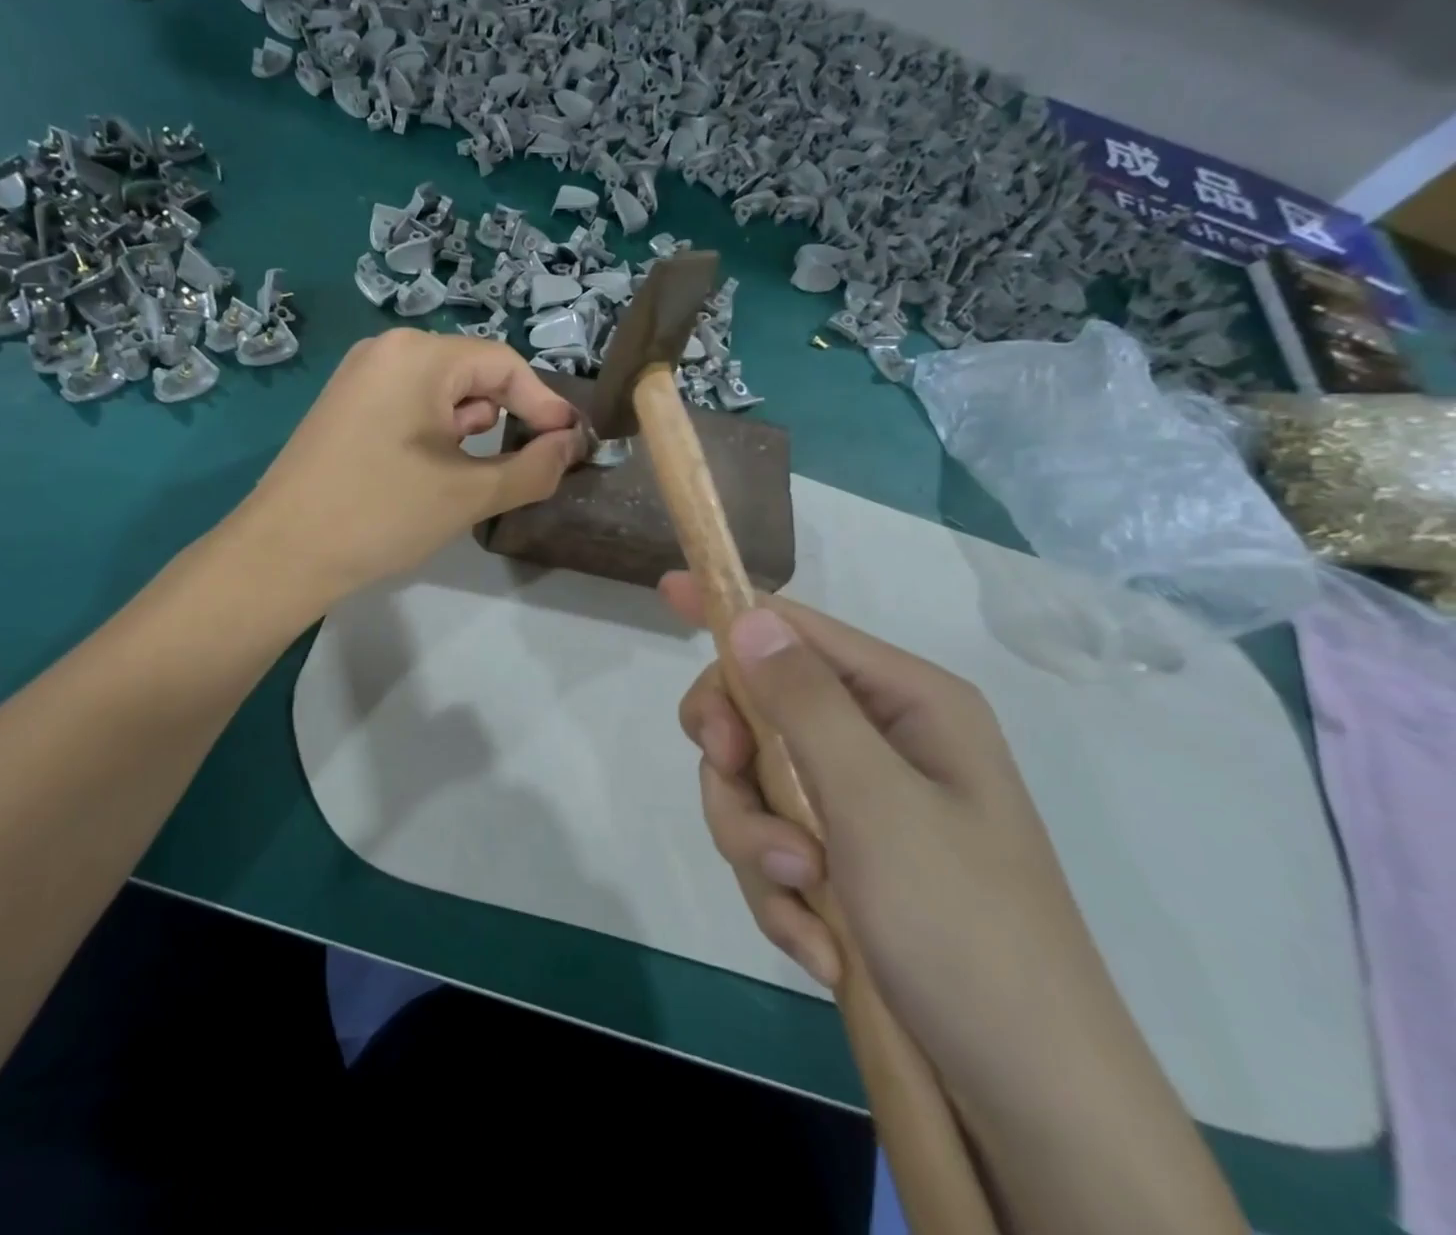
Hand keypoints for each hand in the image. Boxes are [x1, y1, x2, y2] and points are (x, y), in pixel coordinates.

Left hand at [238, 330, 584, 607]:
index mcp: (419, 355)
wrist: (282, 554)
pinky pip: (409, 406)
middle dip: (507, 418)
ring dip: (470, 429)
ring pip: (441, 393)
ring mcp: (360, 377)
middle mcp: (387, 350)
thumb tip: (572, 446)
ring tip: (469, 477)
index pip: (505, 366)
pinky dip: (435, 434)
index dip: (545, 405)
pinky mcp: (345, 406)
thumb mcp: (469, 494)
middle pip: (473, 374)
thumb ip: (533, 467)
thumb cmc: (381, 513)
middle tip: (523, 466)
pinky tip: (430, 475)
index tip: (571, 446)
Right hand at [659, 573, 1147, 1117]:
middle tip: (731, 782)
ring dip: (756, 842)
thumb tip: (748, 619)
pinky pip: (772, 846)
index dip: (731, 613)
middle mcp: (881, 740)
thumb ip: (805, 704)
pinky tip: (815, 942)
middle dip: (737, 760)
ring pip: (754, 785)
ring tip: (799, 899)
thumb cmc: (962, 928)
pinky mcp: (845, 858)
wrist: (1025, 1095)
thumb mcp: (876, 805)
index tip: (664, 593)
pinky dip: (779, 892)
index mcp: (907, 704)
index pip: (798, 631)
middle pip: (760, 709)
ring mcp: (860, 802)